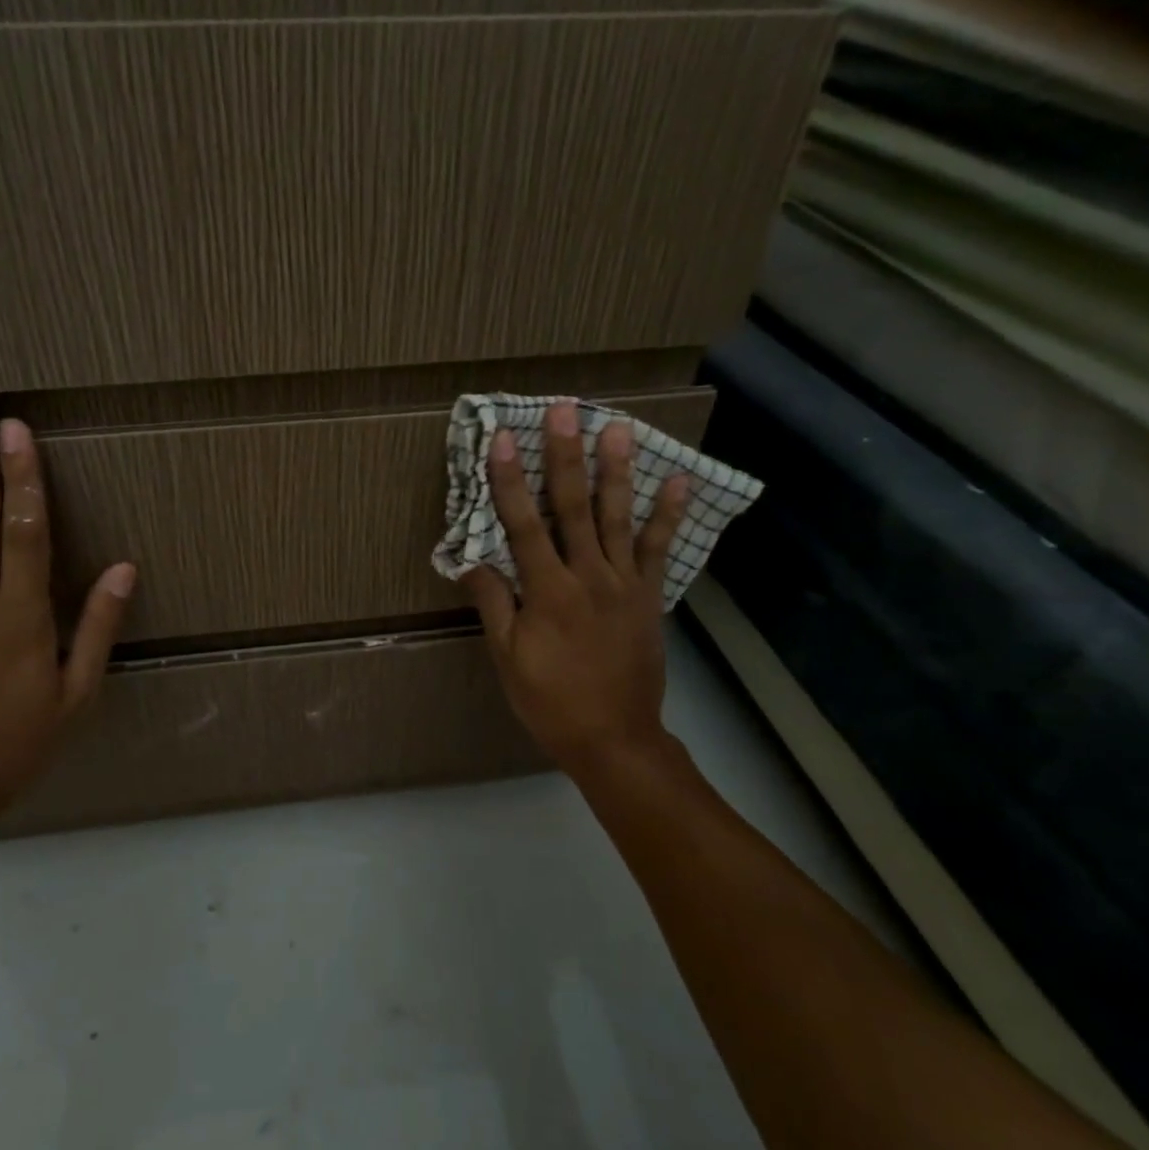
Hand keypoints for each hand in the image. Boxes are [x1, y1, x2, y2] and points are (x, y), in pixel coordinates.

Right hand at [463, 400, 690, 785]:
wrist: (615, 739)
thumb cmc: (551, 701)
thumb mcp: (509, 658)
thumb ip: (494, 605)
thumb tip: (472, 560)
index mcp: (548, 592)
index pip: (523, 525)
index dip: (509, 480)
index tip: (501, 439)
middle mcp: (588, 576)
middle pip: (573, 507)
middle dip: (565, 456)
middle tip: (565, 410)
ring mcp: (625, 584)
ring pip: (618, 517)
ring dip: (615, 470)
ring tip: (618, 427)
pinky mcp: (649, 597)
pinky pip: (658, 550)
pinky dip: (667, 515)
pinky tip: (676, 481)